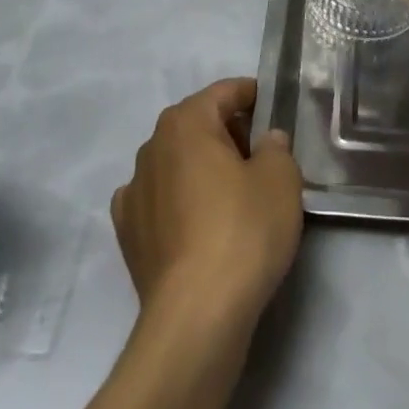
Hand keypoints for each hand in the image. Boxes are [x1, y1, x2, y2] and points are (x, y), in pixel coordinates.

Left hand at [111, 78, 303, 331]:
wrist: (196, 315)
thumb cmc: (243, 232)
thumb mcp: (280, 180)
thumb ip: (276, 148)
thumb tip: (266, 140)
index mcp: (186, 122)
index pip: (224, 93)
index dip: (251, 95)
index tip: (273, 108)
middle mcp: (152, 146)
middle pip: (197, 125)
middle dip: (228, 133)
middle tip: (262, 155)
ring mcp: (134, 189)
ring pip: (176, 162)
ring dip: (201, 168)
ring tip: (233, 194)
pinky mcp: (127, 232)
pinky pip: (159, 200)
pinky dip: (178, 202)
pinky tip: (196, 222)